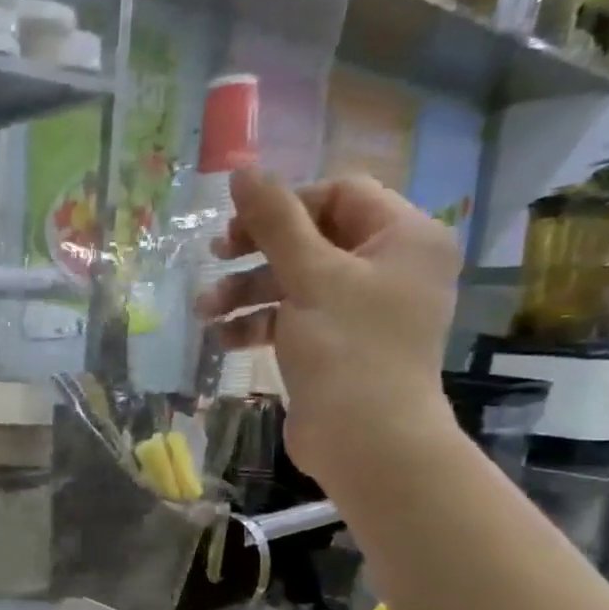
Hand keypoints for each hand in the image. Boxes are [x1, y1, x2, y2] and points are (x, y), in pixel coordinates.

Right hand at [197, 170, 461, 490]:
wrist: (367, 440)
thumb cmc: (347, 348)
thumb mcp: (308, 275)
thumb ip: (274, 220)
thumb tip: (242, 169)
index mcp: (403, 237)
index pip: (339, 194)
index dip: (285, 204)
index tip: (239, 227)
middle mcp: (390, 265)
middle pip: (312, 236)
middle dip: (256, 251)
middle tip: (215, 256)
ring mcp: (364, 307)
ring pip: (296, 279)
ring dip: (246, 290)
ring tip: (205, 310)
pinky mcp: (338, 342)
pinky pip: (294, 316)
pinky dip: (259, 321)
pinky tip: (224, 336)